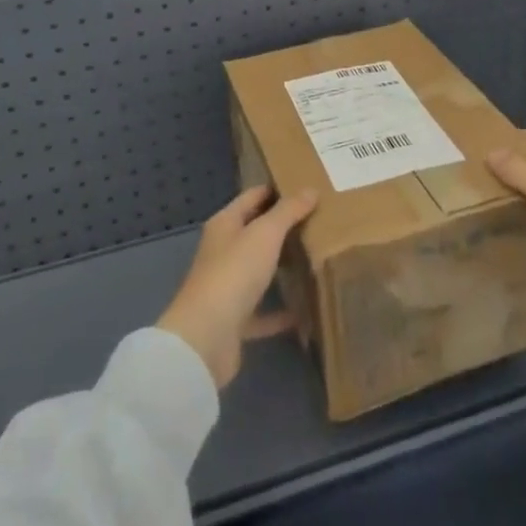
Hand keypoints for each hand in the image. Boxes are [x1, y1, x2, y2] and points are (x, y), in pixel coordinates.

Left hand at [157, 185, 318, 388]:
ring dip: (281, 267)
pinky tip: (306, 311)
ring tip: (315, 259)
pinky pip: (263, 311)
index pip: (252, 197)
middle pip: (255, 233)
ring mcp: (227, 286)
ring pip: (258, 270)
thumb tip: (310, 190)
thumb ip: (288, 211)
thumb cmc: (234, 272)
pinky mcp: (235, 321)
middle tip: (318, 222)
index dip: (275, 190)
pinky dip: (281, 311)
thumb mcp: (265, 234)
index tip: (305, 188)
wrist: (206, 337)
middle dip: (282, 227)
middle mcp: (223, 251)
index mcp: (224, 225)